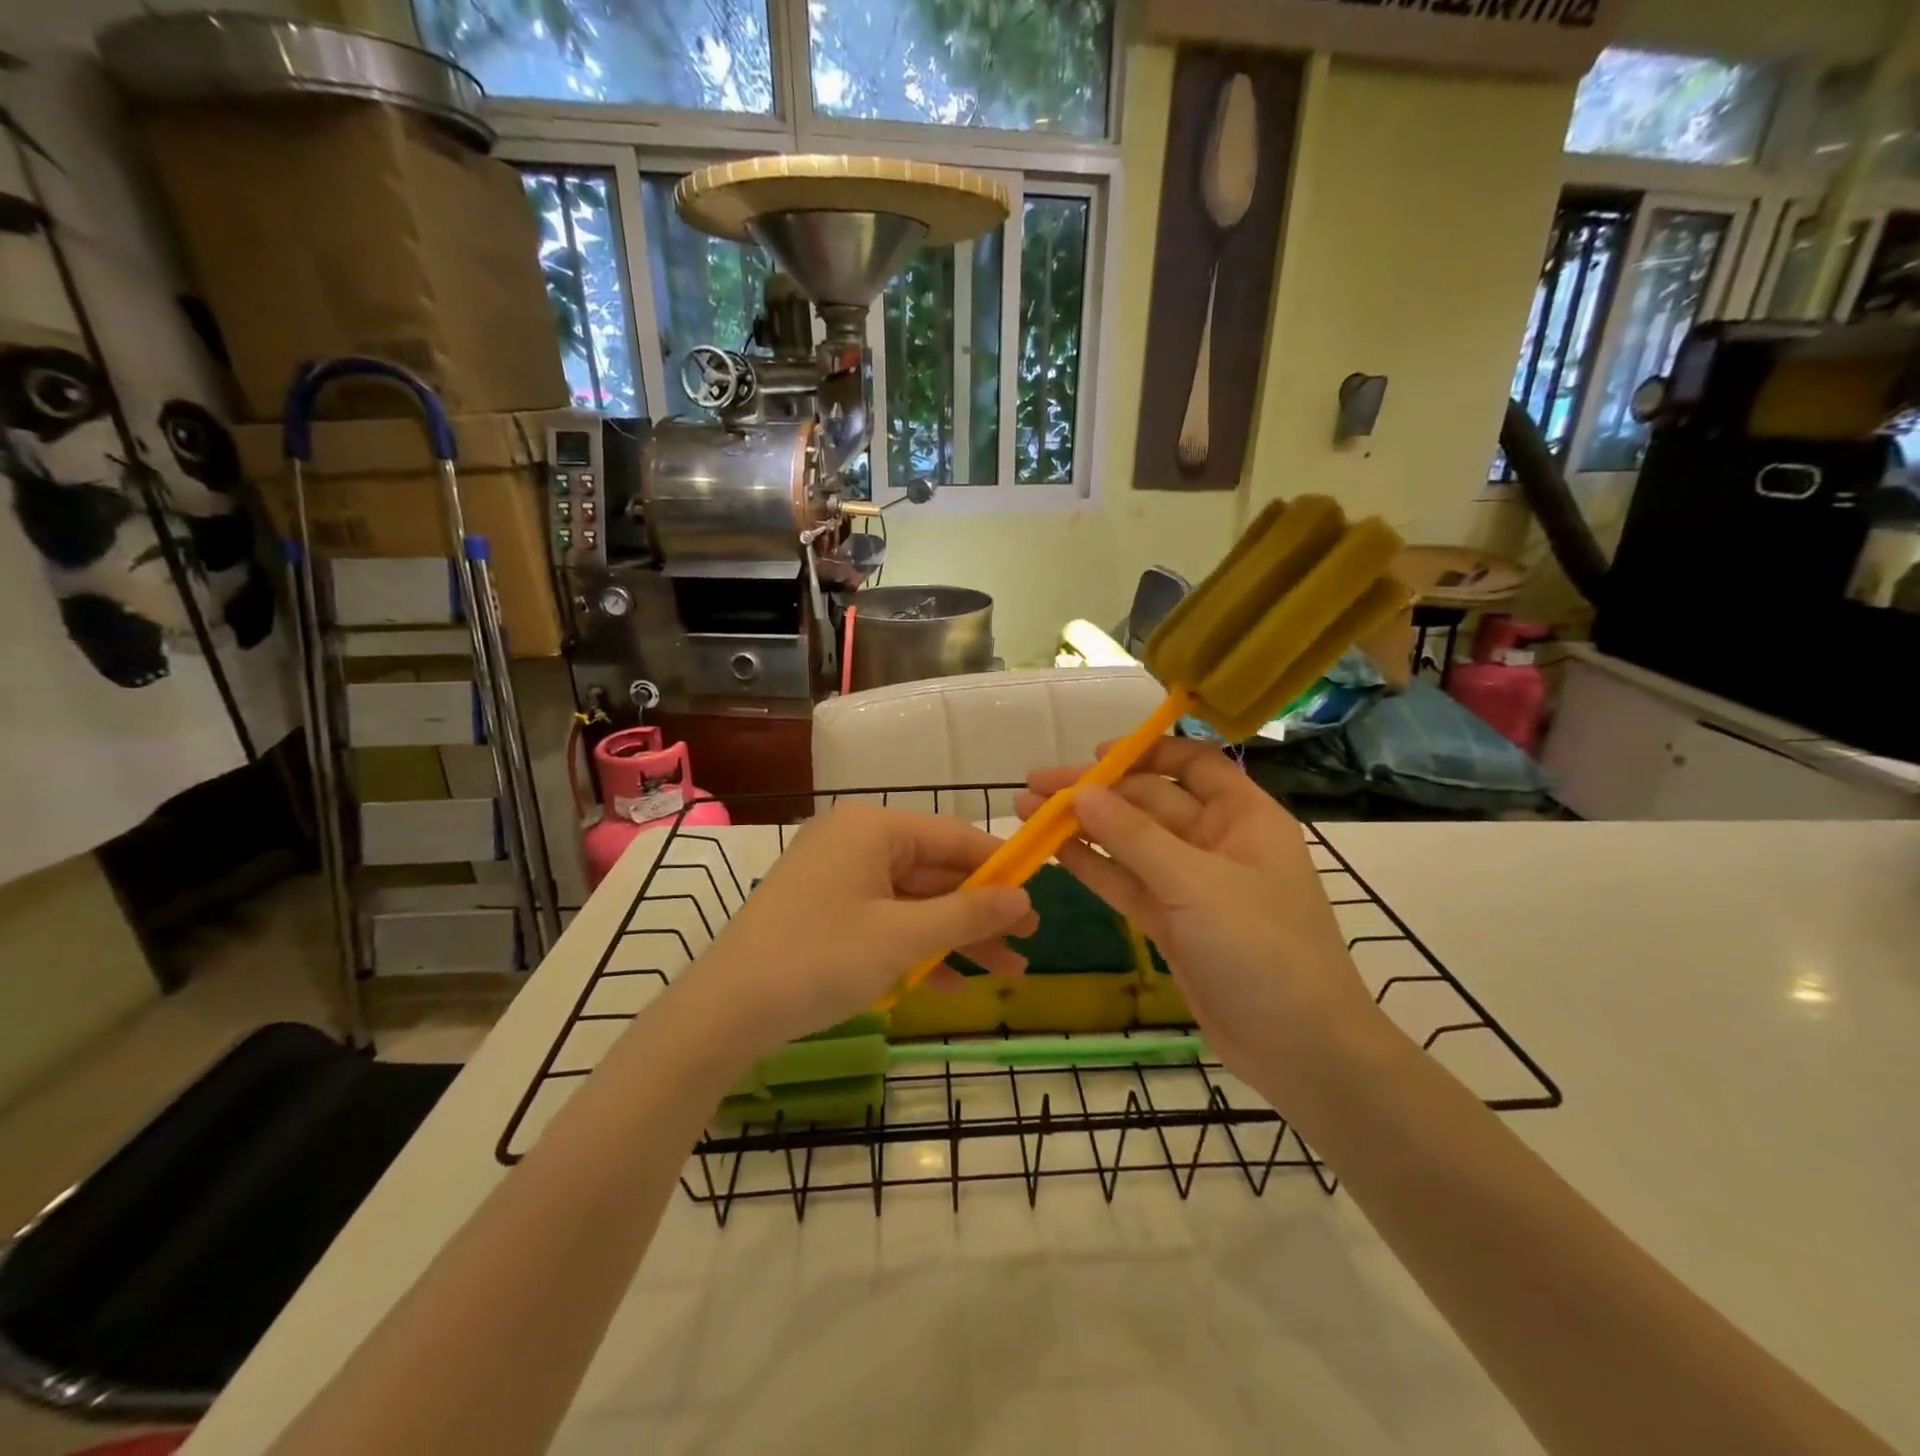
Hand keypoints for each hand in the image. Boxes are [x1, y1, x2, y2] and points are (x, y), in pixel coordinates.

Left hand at [685, 804, 1036, 1062]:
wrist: (725, 1012)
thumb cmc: (819, 958)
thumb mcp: (902, 937)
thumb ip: (968, 914)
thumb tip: (1023, 897)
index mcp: (873, 828)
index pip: (954, 836)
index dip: (1000, 865)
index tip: (1040, 893)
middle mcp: (856, 842)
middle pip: (936, 871)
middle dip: (981, 911)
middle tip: (1029, 941)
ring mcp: (839, 879)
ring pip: (914, 902)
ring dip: (957, 936)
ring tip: (1009, 971)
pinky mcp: (827, 913)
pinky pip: (886, 922)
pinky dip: (918, 949)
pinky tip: (956, 983)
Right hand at [1016, 739, 1377, 1103]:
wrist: (1301, 1051)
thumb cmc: (1264, 950)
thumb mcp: (1197, 885)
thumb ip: (1135, 837)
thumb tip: (1081, 792)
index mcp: (1242, 816)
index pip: (1193, 763)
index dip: (1145, 751)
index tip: (1094, 755)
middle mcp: (1216, 841)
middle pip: (1149, 801)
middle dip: (1094, 793)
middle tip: (1034, 786)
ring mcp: (1191, 884)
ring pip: (1130, 843)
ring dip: (1082, 827)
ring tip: (1026, 811)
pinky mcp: (1171, 922)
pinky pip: (1126, 883)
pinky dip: (1092, 866)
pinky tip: (1053, 852)